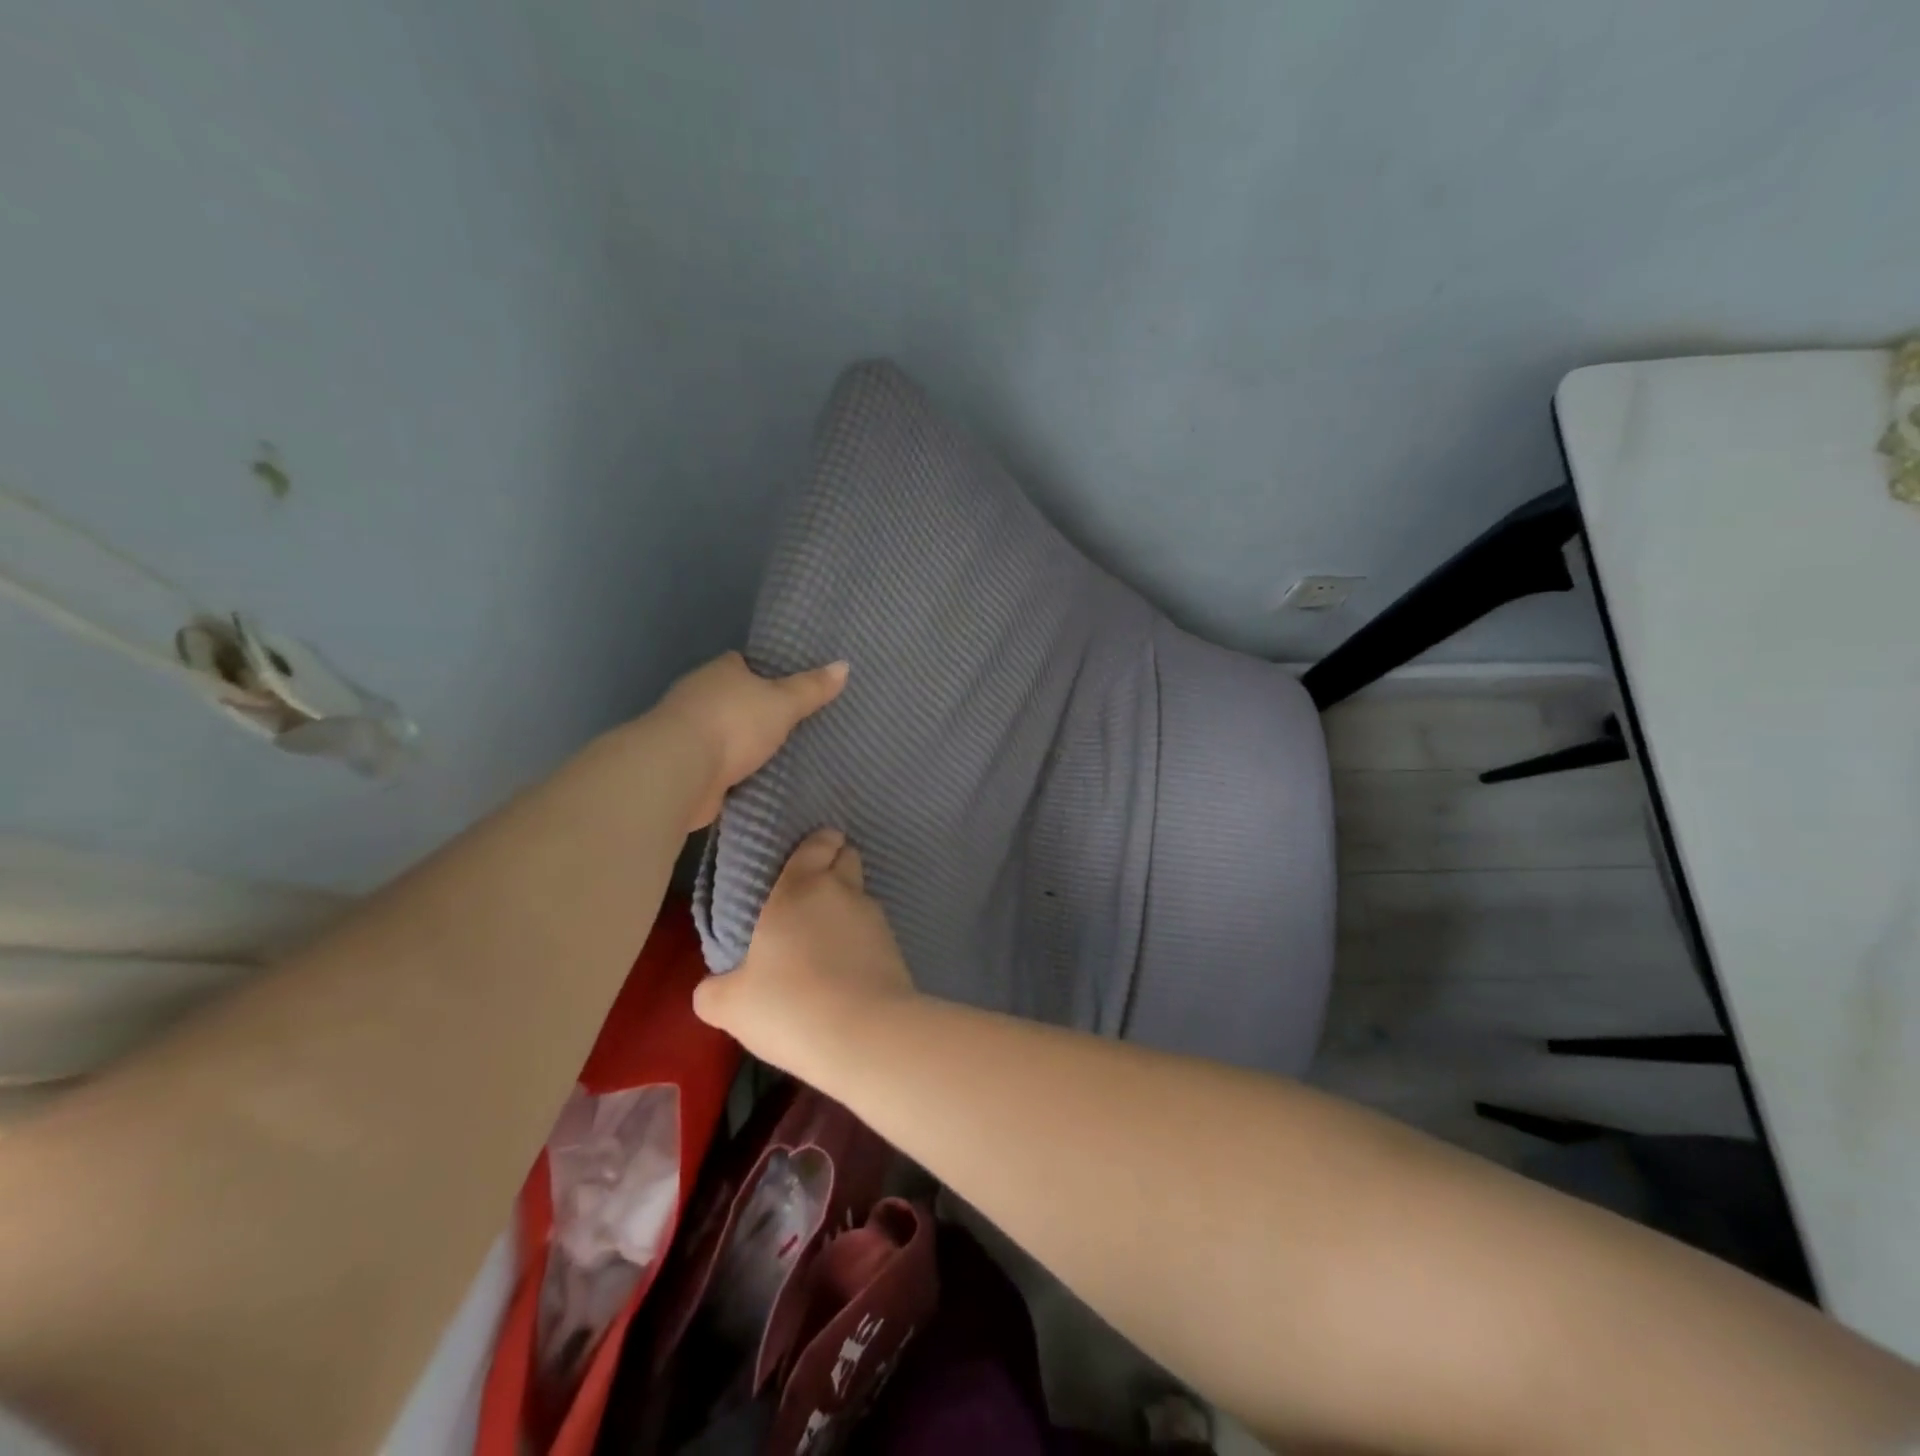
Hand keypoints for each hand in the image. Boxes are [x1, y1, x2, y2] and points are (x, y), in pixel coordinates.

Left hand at [652, 652, 847, 829]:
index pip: (742, 664)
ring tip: (779, 754)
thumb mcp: (783, 703)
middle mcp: (698, 696)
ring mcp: (687, 733)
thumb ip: (811, 689)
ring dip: (741, 744)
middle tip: (791, 722)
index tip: (787, 685)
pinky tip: (754, 780)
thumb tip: (844, 665)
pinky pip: (717, 765)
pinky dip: (732, 771)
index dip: (764, 672)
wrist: (680, 771)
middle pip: (731, 698)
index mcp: (720, 672)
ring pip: (723, 733)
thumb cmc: (733, 724)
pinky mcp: (685, 767)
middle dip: (754, 710)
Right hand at [693, 829, 916, 1077]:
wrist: (865, 1035)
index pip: (817, 844)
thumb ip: (715, 990)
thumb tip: (712, 988)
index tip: (808, 856)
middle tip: (812, 896)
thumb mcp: (731, 1005)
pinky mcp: (896, 946)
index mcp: (799, 887)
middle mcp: (842, 891)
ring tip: (827, 939)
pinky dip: (862, 940)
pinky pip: (874, 932)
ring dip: (847, 908)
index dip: (817, 844)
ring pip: (861, 897)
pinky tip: (847, 967)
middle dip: (836, 866)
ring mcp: (875, 917)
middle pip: (847, 859)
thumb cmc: (789, 1005)